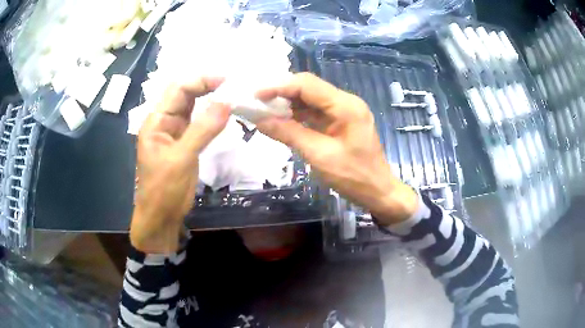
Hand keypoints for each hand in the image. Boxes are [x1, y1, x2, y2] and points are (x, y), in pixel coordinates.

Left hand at [131, 77, 229, 252]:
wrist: (161, 217)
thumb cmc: (163, 190)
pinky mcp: (185, 143)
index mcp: (156, 121)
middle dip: (206, 86)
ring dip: (209, 98)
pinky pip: (198, 122)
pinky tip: (223, 112)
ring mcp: (174, 132)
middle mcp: (164, 122)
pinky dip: (210, 115)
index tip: (226, 81)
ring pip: (192, 107)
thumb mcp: (181, 159)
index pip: (178, 90)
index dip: (200, 81)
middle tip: (232, 85)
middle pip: (184, 94)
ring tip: (231, 93)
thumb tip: (227, 102)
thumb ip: (203, 129)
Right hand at [256, 73, 417, 225]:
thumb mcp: (319, 156)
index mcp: (346, 106)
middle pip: (308, 87)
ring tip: (263, 110)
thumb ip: (289, 134)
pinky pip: (314, 111)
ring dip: (287, 103)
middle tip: (256, 102)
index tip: (254, 95)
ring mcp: (344, 110)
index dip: (278, 87)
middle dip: (281, 92)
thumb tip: (259, 120)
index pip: (307, 85)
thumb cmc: (354, 177)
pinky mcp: (340, 121)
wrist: (378, 191)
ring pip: (310, 98)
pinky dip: (297, 114)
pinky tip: (281, 120)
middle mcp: (345, 101)